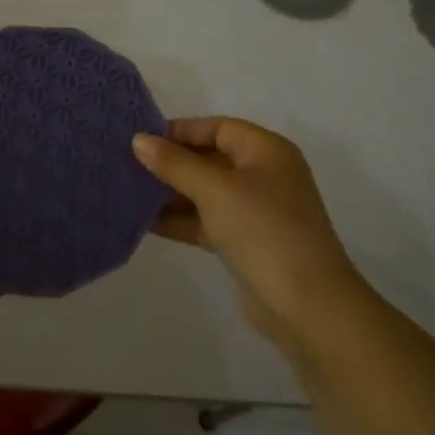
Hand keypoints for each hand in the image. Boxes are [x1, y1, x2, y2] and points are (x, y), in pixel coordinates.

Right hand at [133, 118, 367, 351]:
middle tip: (127, 165)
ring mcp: (255, 211)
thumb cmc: (263, 231)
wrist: (307, 306)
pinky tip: (144, 222)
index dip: (180, 130)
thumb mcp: (215, 190)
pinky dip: (180, 220)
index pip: (218, 127)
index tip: (141, 139)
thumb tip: (139, 140)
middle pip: (210, 158)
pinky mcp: (245, 242)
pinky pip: (206, 221)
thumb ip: (175, 164)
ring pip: (205, 192)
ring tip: (128, 192)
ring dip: (171, 193)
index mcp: (266, 151)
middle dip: (171, 163)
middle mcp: (263, 175)